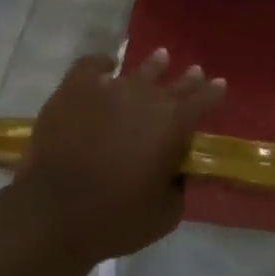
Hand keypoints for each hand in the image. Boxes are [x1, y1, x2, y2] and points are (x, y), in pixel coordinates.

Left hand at [18, 50, 225, 262]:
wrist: (54, 213)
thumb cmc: (116, 218)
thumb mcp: (167, 213)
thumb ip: (179, 185)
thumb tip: (177, 170)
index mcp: (173, 124)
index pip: (203, 100)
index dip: (213, 92)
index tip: (220, 85)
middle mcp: (146, 97)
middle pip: (174, 82)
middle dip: (187, 79)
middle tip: (195, 72)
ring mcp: (107, 89)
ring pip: (138, 70)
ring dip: (153, 65)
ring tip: (160, 57)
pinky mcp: (74, 89)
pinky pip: (92, 65)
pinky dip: (102, 63)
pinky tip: (106, 65)